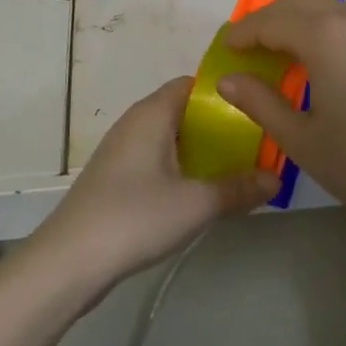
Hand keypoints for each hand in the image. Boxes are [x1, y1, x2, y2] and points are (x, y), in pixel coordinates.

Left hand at [30, 77, 279, 292]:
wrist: (69, 261)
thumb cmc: (135, 217)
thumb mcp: (196, 204)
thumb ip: (239, 188)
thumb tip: (276, 179)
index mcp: (152, 113)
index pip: (192, 84)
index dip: (225, 92)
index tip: (257, 107)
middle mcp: (135, 123)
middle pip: (184, 111)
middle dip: (220, 125)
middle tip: (257, 143)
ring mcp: (122, 152)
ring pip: (171, 139)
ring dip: (202, 151)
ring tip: (238, 168)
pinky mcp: (116, 179)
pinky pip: (158, 160)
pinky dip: (182, 168)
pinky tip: (201, 193)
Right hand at [217, 0, 345, 231]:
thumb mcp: (301, 139)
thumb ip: (259, 102)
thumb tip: (228, 80)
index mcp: (326, 37)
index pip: (272, 21)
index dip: (244, 32)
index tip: (227, 48)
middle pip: (302, 3)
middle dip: (271, 19)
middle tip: (250, 46)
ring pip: (333, 10)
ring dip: (302, 22)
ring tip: (285, 53)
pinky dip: (332, 32)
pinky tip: (329, 64)